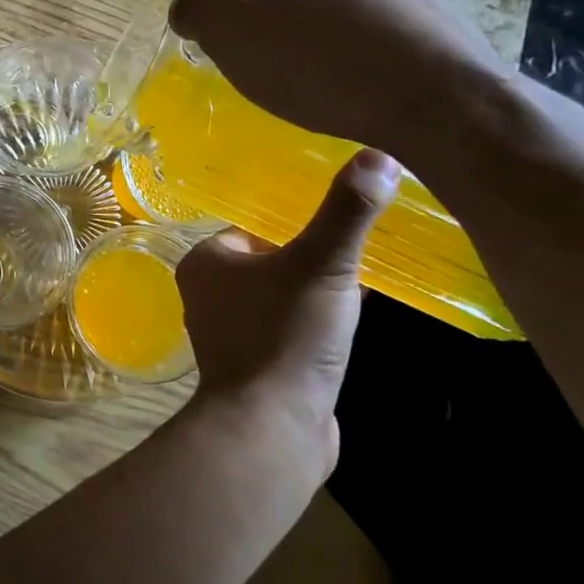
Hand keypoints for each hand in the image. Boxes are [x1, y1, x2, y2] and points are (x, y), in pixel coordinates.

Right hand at [168, 0, 510, 165]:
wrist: (438, 100)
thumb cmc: (320, 63)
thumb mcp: (230, 36)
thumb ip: (195, 10)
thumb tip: (189, 6)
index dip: (234, 23)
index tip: (250, 57)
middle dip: (276, 27)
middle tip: (283, 72)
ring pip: (329, 6)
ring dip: (316, 38)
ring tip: (326, 81)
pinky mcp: (432, 2)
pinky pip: (371, 23)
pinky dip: (357, 48)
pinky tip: (363, 80)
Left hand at [175, 149, 399, 466]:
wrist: (273, 427)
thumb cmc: (285, 335)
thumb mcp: (321, 265)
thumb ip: (346, 212)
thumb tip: (377, 155)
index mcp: (205, 261)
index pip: (255, 227)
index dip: (298, 225)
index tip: (340, 225)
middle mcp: (207, 293)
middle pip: (270, 260)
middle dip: (311, 259)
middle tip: (358, 254)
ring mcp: (229, 332)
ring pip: (280, 296)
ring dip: (316, 293)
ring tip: (359, 287)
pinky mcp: (254, 364)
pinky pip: (288, 329)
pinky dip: (314, 325)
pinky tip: (347, 327)